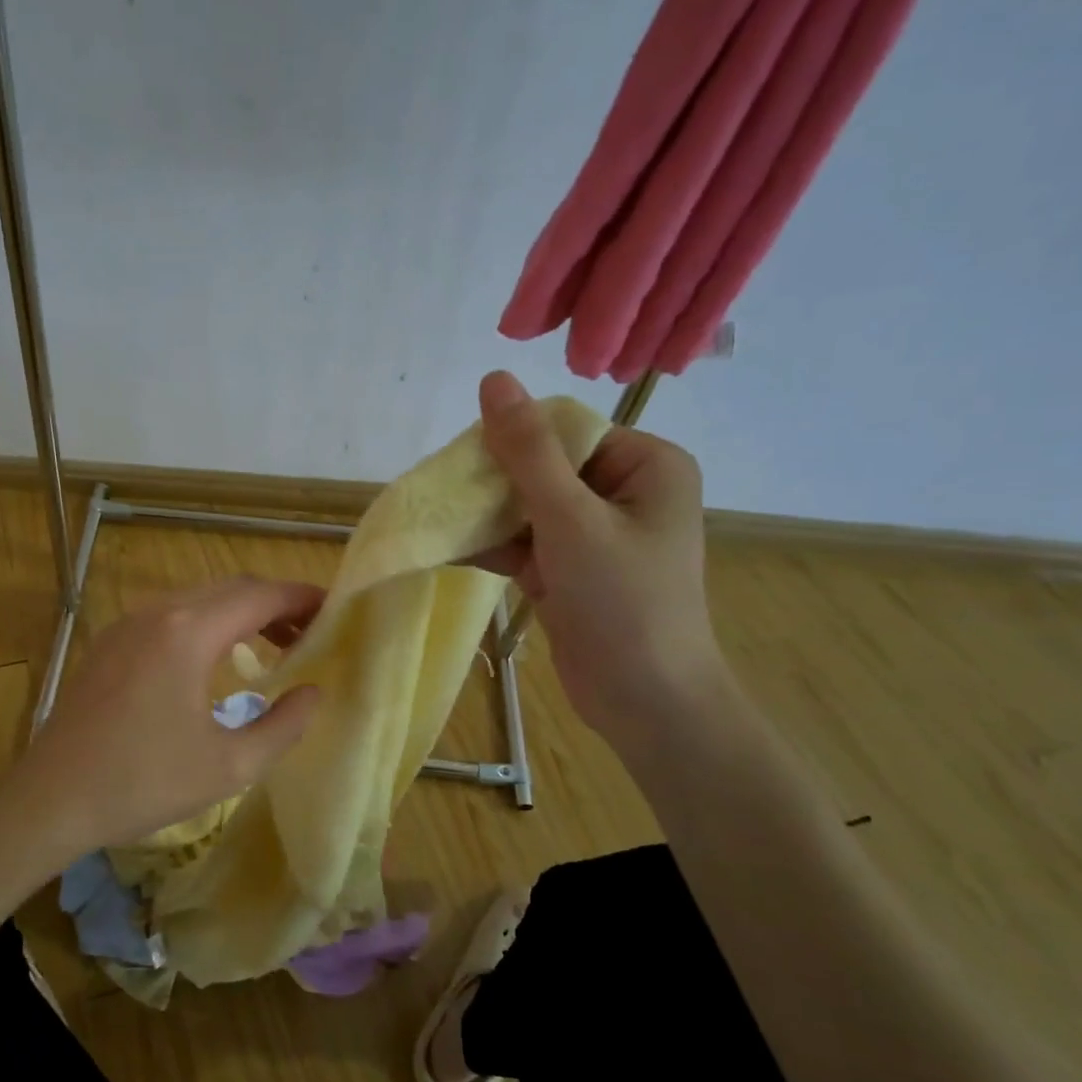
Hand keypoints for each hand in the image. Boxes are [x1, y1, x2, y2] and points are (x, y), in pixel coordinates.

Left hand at [0, 578, 323, 867]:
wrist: (51, 798)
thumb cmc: (142, 784)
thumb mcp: (228, 767)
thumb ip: (283, 726)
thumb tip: (313, 693)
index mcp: (188, 634)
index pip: (260, 596)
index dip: (302, 598)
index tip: (335, 610)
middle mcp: (158, 613)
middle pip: (231, 588)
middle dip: (276, 603)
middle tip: (310, 633)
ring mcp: (128, 623)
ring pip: (199, 598)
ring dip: (240, 612)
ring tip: (273, 644)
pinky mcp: (110, 641)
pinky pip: (171, 614)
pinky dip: (206, 622)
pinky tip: (216, 658)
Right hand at [474, 370, 731, 748]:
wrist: (645, 701)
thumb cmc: (622, 601)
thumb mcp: (571, 519)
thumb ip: (528, 452)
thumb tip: (494, 379)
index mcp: (646, 465)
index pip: (567, 431)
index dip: (512, 439)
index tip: (462, 461)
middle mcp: (624, 492)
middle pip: (542, 468)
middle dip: (492, 482)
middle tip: (441, 492)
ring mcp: (595, 534)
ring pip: (526, 507)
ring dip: (484, 516)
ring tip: (434, 517)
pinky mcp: (570, 570)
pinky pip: (523, 543)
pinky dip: (490, 547)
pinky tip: (446, 547)